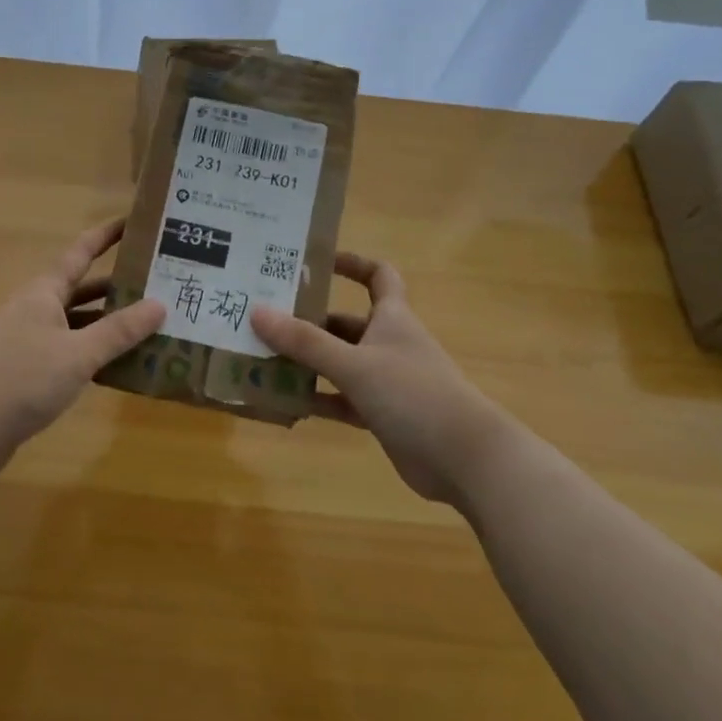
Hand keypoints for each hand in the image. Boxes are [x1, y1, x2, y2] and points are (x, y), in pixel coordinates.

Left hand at [0, 219, 166, 481]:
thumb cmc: (19, 380)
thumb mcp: (77, 354)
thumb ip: (118, 331)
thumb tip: (160, 304)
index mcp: (44, 293)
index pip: (81, 252)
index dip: (106, 235)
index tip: (135, 221)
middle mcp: (37, 311)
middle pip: (83, 290)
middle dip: (119, 286)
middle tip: (162, 283)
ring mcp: (31, 343)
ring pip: (79, 325)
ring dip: (110, 325)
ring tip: (154, 326)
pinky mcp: (29, 374)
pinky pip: (71, 354)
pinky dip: (95, 355)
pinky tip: (122, 367)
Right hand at [251, 253, 513, 504]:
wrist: (464, 458)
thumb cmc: (414, 395)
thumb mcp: (354, 364)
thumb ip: (305, 342)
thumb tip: (257, 312)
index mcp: (392, 318)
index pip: (378, 275)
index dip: (351, 263)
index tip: (314, 262)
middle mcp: (389, 343)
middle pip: (345, 323)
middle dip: (308, 321)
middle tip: (264, 321)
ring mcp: (387, 381)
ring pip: (340, 363)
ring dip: (308, 363)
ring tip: (262, 360)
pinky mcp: (383, 414)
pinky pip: (342, 399)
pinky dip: (318, 399)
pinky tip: (286, 401)